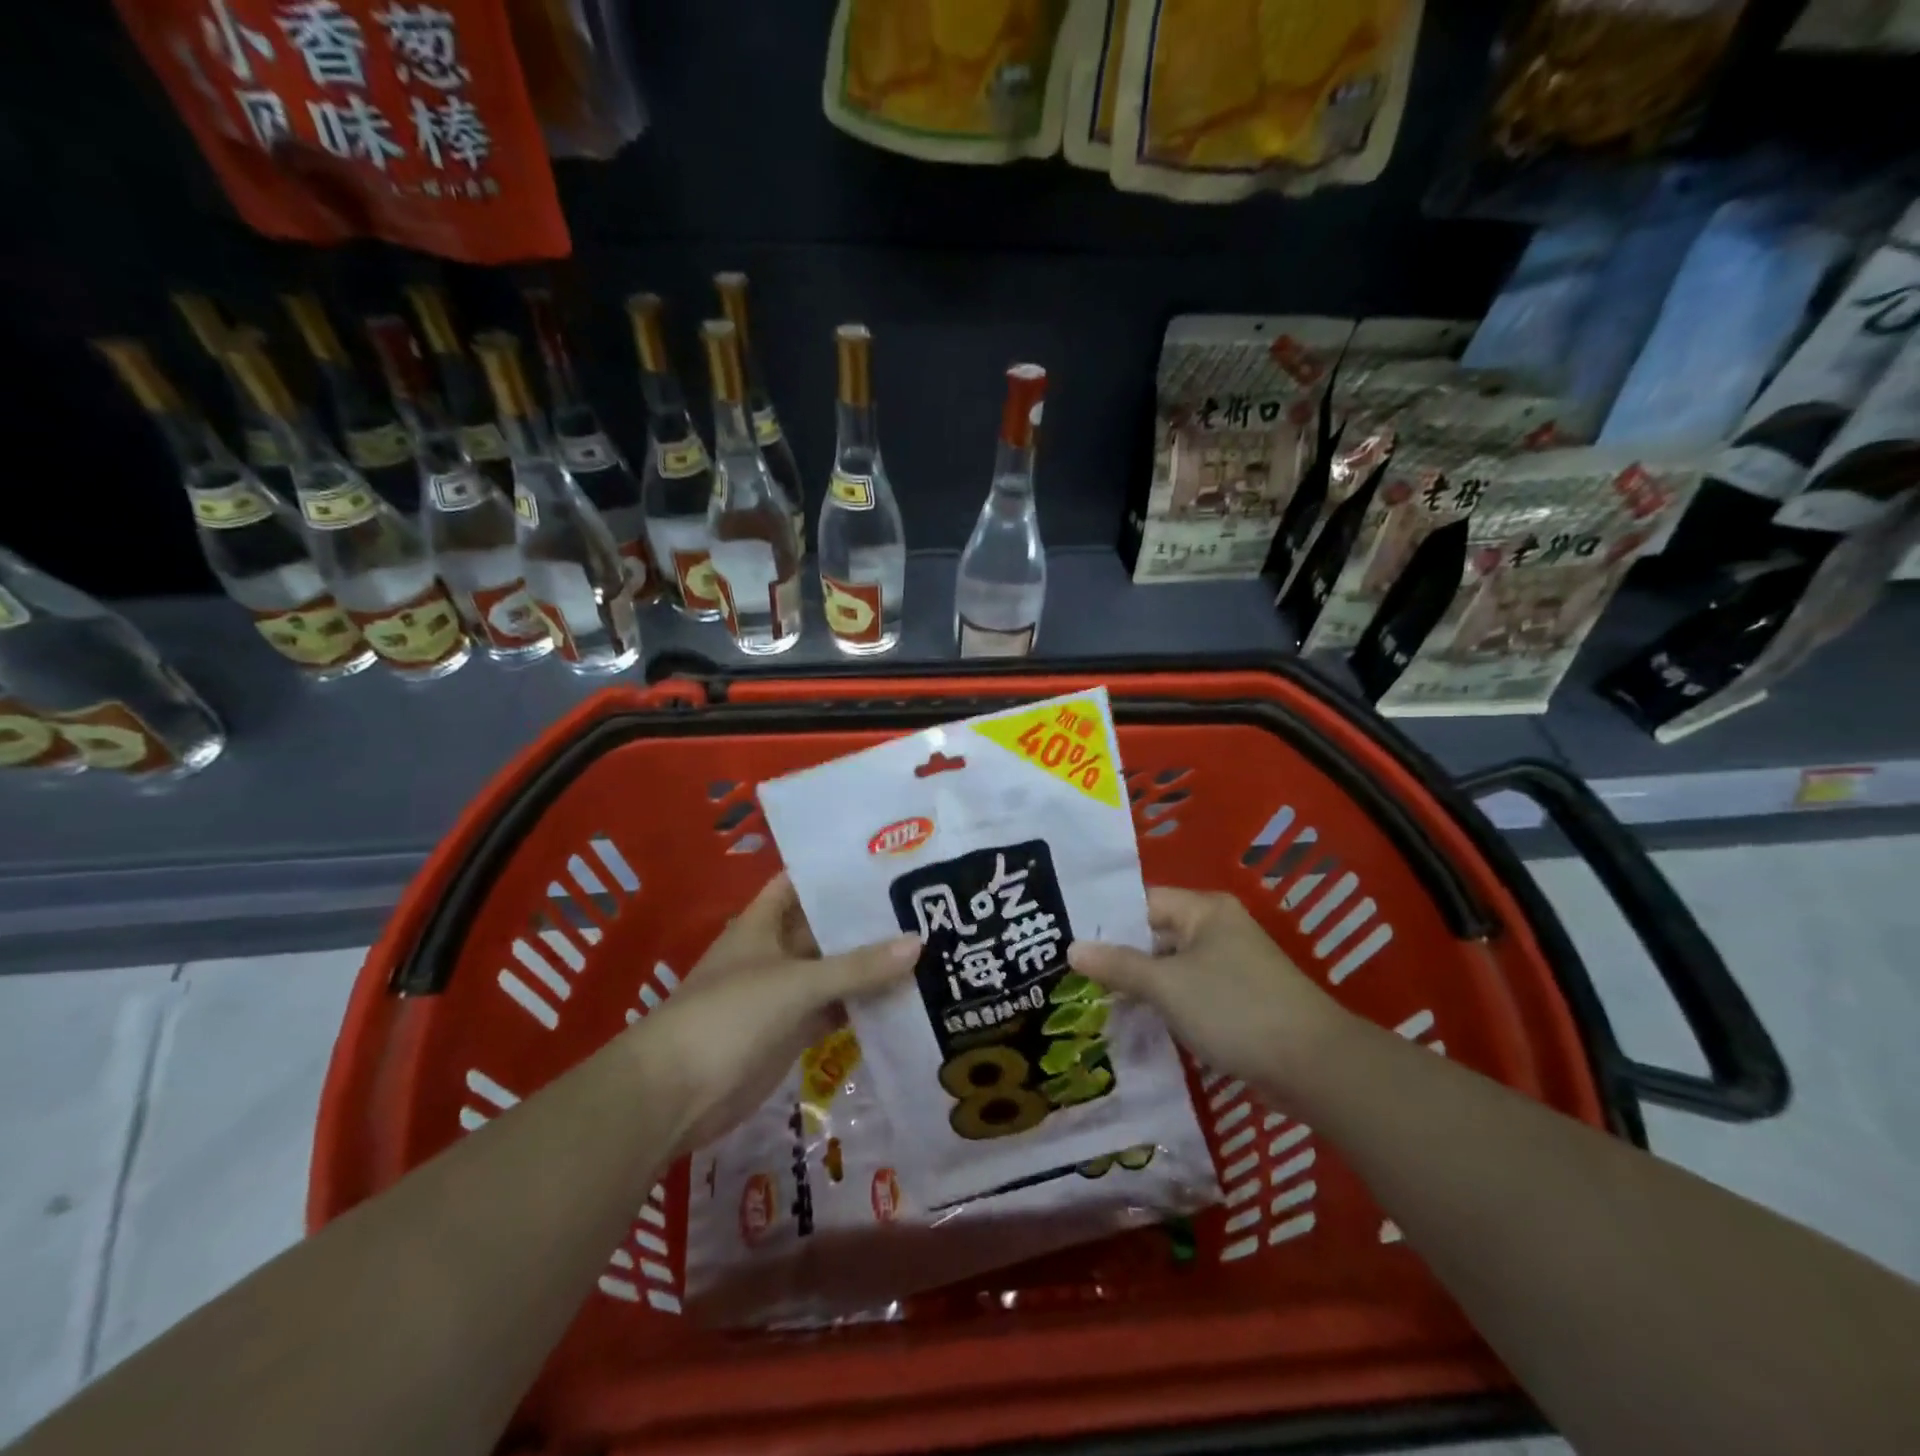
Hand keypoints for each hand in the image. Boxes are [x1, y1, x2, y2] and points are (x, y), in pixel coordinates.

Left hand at [630, 872, 917, 1150]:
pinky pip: (834, 1009)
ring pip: (835, 971)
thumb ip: (857, 966)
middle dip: (867, 920)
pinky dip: (863, 1005)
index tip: (888, 861)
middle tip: (925, 905)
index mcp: (764, 922)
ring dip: (870, 965)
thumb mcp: (796, 982)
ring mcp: (784, 993)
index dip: (839, 871)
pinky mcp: (791, 1032)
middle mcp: (775, 951)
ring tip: (929, 945)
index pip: (804, 883)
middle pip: (826, 928)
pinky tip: (905, 997)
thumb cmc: (729, 1015)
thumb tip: (919, 942)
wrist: (675, 1095)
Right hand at [1067, 886, 1348, 1099]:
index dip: (1104, 921)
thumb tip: (1071, 948)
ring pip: (1169, 968)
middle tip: (1069, 974)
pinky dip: (1163, 1005)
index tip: (1063, 938)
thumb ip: (1118, 966)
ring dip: (1138, 985)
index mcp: (1203, 910)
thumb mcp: (1167, 986)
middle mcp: (1216, 929)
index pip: (1141, 902)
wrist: (1314, 1066)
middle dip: (1117, 957)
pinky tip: (1132, 1022)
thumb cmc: (1234, 1009)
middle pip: (1154, 935)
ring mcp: (1229, 966)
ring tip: (1090, 1000)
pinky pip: (1187, 992)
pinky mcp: (1237, 1000)